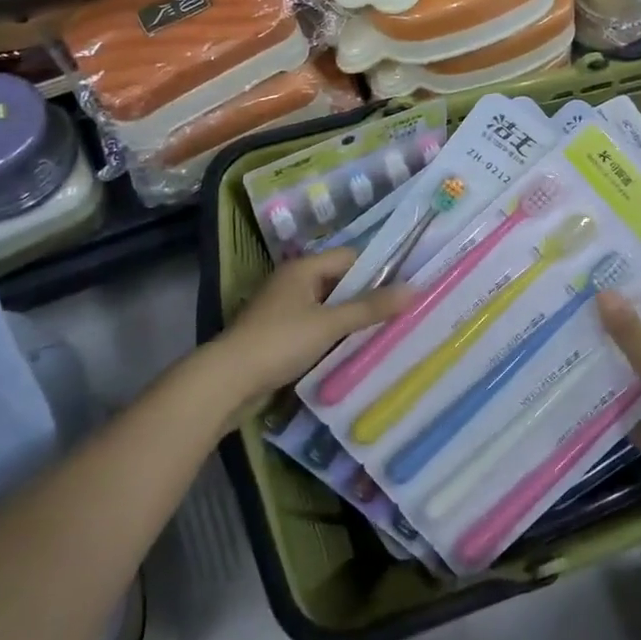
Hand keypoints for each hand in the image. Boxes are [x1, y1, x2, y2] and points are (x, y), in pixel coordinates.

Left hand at [215, 249, 410, 401]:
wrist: (227, 382)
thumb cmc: (280, 342)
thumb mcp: (330, 323)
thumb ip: (371, 307)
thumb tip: (414, 289)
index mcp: (303, 268)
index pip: (350, 257)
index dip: (377, 269)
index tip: (404, 287)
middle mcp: (293, 282)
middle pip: (339, 281)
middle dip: (366, 296)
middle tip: (399, 311)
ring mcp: (283, 309)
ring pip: (328, 306)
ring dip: (350, 319)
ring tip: (382, 331)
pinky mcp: (278, 335)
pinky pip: (315, 326)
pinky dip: (333, 335)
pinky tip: (351, 349)